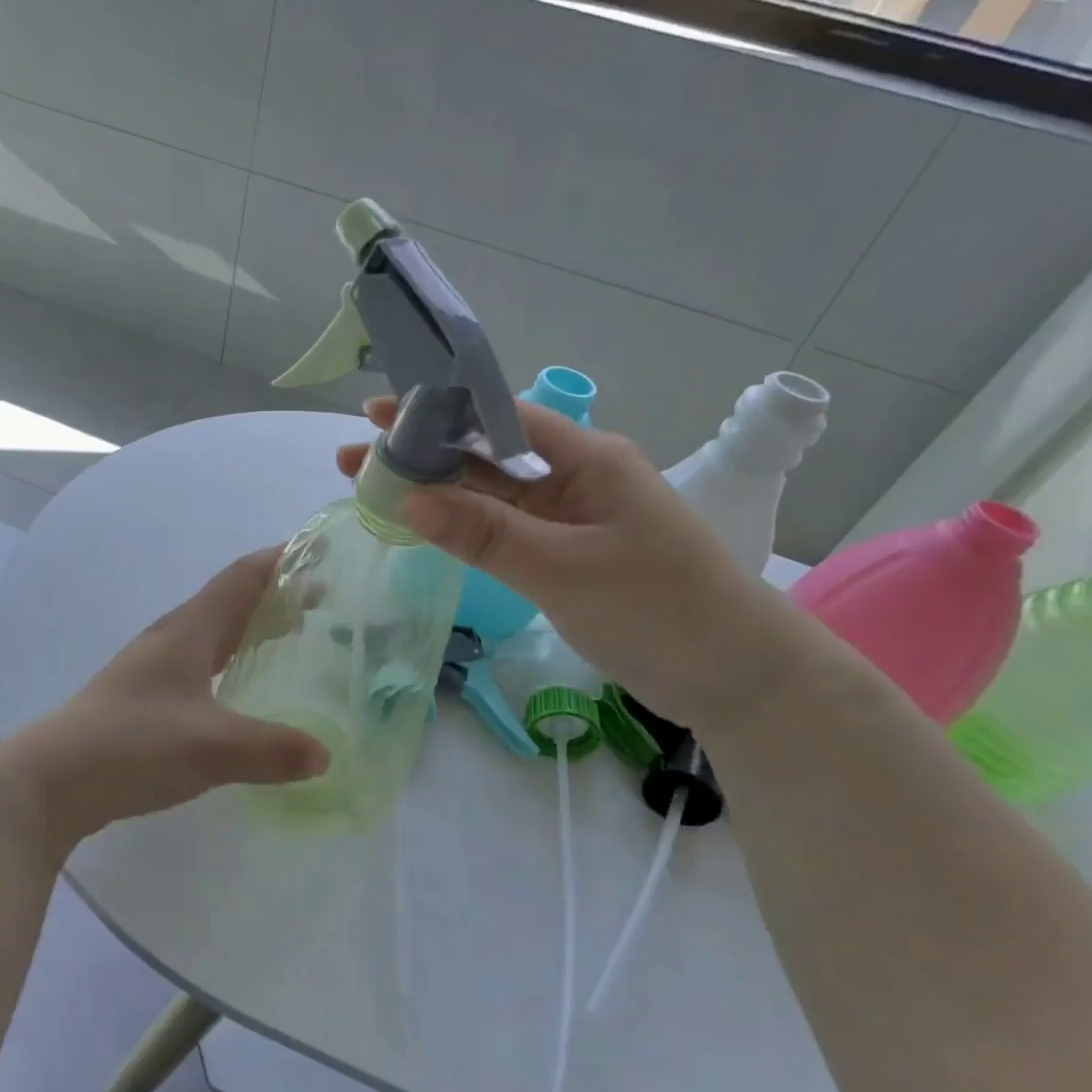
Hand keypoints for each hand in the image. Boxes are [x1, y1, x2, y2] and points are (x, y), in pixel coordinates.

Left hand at [1, 548, 329, 851]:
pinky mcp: (146, 697)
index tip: (318, 554)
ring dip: (253, 628)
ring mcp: (154, 667)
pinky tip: (243, 689)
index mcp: (188, 631)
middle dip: (275, 595)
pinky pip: (203, 664)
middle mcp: (172, 638)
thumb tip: (325, 755)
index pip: (241, 577)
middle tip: (320, 603)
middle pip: (230, 601)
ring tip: (292, 639)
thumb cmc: (131, 745)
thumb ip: (272, 749)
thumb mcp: (210, 748)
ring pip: (215, 633)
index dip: (279, 560)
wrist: (50, 780)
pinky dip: (233, 662)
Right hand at [338, 398, 817, 734]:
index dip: (436, 413)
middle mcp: (576, 478)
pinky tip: (425, 527)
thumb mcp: (565, 570)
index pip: (499, 418)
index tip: (376, 416)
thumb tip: (408, 498)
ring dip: (437, 492)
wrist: (737, 678)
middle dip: (423, 455)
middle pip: (487, 455)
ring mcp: (572, 518)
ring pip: (492, 495)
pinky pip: (505, 530)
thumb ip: (486, 533)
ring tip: (374, 491)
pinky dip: (464, 527)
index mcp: (587, 459)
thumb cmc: (660, 611)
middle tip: (354, 461)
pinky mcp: (568, 554)